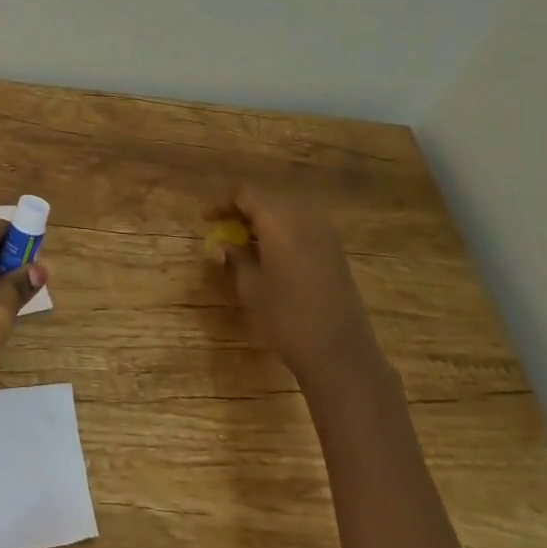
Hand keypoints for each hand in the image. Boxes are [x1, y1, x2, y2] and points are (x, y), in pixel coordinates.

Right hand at [210, 185, 378, 390]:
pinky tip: (273, 254)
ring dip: (266, 220)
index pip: (246, 194)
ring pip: (288, 211)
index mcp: (279, 220)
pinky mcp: (337, 251)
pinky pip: (304, 227)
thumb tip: (222, 246)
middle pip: (269, 199)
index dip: (223, 203)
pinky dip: (284, 231)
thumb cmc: (286, 318)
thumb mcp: (250, 288)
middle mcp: (304, 217)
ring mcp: (325, 233)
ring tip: (246, 241)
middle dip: (245, 209)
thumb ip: (234, 259)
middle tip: (225, 227)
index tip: (206, 219)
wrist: (340, 353)